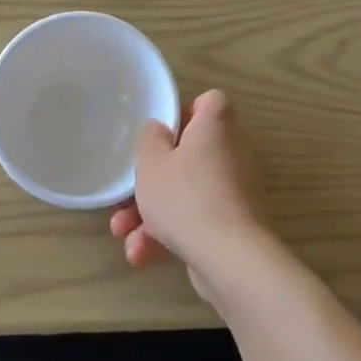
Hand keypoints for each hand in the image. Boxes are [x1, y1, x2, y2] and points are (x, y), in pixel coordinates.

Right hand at [110, 89, 270, 292]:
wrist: (230, 258)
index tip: (160, 137)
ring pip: (187, 193)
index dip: (183, 114)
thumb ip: (150, 139)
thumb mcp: (152, 163)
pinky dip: (170, 235)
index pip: (209, 102)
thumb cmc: (186, 197)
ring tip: (124, 235)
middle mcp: (233, 152)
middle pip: (189, 155)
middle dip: (152, 181)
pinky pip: (197, 220)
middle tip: (127, 197)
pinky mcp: (234, 225)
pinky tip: (142, 255)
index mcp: (217, 126)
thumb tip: (161, 131)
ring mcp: (236, 191)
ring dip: (152, 215)